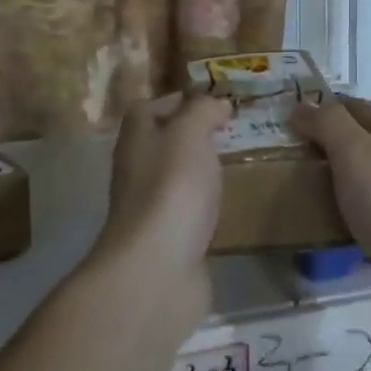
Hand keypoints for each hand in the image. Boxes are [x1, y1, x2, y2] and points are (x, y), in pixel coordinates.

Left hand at [92, 93, 231, 325]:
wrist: (159, 269)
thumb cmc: (172, 189)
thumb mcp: (189, 134)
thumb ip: (202, 111)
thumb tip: (216, 104)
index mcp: (136, 141)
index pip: (147, 109)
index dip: (175, 101)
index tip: (211, 103)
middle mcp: (136, 172)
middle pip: (160, 144)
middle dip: (191, 137)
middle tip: (230, 133)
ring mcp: (150, 210)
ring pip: (174, 179)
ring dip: (199, 171)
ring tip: (234, 165)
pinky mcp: (168, 241)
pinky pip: (188, 213)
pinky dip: (205, 206)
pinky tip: (228, 206)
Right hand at [291, 97, 370, 350]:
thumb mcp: (357, 152)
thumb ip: (328, 124)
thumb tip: (301, 105)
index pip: (354, 109)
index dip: (321, 107)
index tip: (281, 115)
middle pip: (354, 147)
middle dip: (318, 148)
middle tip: (271, 153)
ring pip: (354, 185)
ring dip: (323, 185)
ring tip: (281, 187)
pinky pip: (356, 221)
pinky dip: (334, 220)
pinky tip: (308, 226)